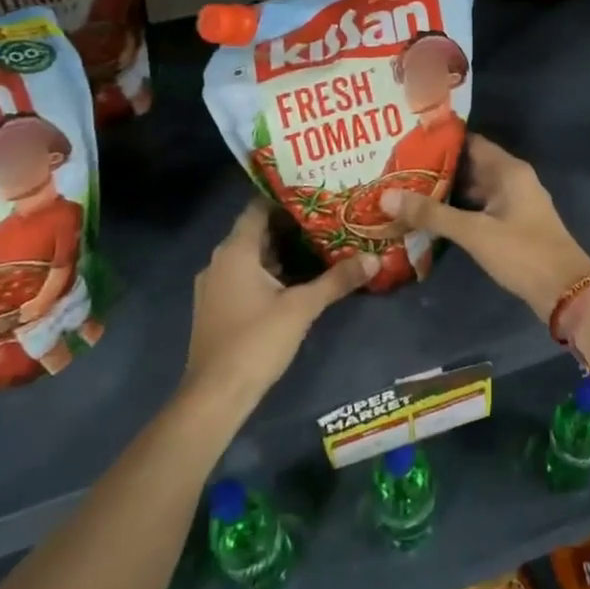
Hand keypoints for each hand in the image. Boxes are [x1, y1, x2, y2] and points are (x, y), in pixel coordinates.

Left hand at [186, 201, 374, 408]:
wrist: (215, 396)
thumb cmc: (256, 341)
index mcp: (235, 251)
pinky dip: (269, 272)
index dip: (286, 198)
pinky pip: (245, 276)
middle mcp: (219, 261)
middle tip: (327, 218)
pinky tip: (297, 279)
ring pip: (251, 256)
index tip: (316, 192)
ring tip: (319, 244)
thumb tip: (374, 259)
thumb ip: (337, 280)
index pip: (258, 208)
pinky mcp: (217, 307)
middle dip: (290, 226)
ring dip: (281, 251)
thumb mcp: (302, 308)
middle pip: (256, 232)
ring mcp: (215, 286)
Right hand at [380, 133, 589, 320]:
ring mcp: (513, 203)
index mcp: (508, 170)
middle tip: (397, 168)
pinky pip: (479, 208)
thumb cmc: (523, 253)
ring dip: (445, 190)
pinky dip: (457, 209)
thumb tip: (387, 196)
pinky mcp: (511, 225)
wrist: (566, 292)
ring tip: (406, 189)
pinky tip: (431, 216)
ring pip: (473, 189)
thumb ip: (431, 214)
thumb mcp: (474, 232)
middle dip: (436, 167)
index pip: (469, 142)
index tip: (406, 141)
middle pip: (469, 165)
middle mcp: (512, 179)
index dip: (439, 141)